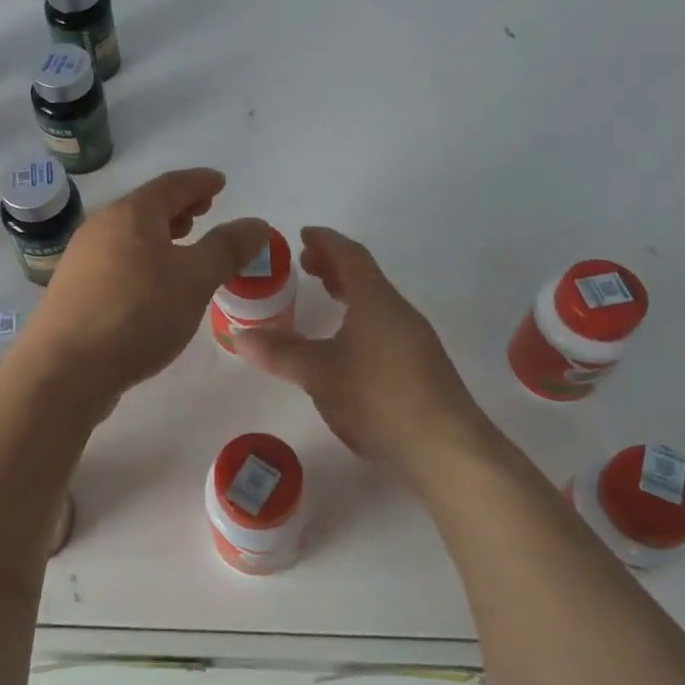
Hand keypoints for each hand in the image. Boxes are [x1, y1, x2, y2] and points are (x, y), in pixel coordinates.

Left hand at [23, 168, 267, 407]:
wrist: (64, 369)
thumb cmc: (137, 314)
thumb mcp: (194, 280)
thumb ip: (227, 249)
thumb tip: (257, 223)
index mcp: (131, 215)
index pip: (172, 185)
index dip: (200, 181)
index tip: (220, 182)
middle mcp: (101, 228)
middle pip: (146, 207)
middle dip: (179, 207)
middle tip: (205, 211)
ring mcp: (82, 260)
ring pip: (129, 236)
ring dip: (160, 235)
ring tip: (182, 245)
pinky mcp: (74, 291)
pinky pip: (117, 261)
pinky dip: (143, 260)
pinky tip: (153, 285)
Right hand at [233, 227, 496, 485]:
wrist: (446, 450)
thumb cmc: (377, 397)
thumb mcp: (319, 374)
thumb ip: (280, 352)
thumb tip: (239, 335)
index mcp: (376, 301)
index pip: (350, 256)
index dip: (326, 242)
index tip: (303, 235)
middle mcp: (398, 313)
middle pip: (365, 277)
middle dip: (334, 266)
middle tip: (305, 266)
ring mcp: (415, 341)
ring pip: (377, 304)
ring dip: (349, 293)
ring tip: (325, 297)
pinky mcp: (421, 369)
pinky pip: (384, 327)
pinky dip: (360, 320)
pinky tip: (347, 346)